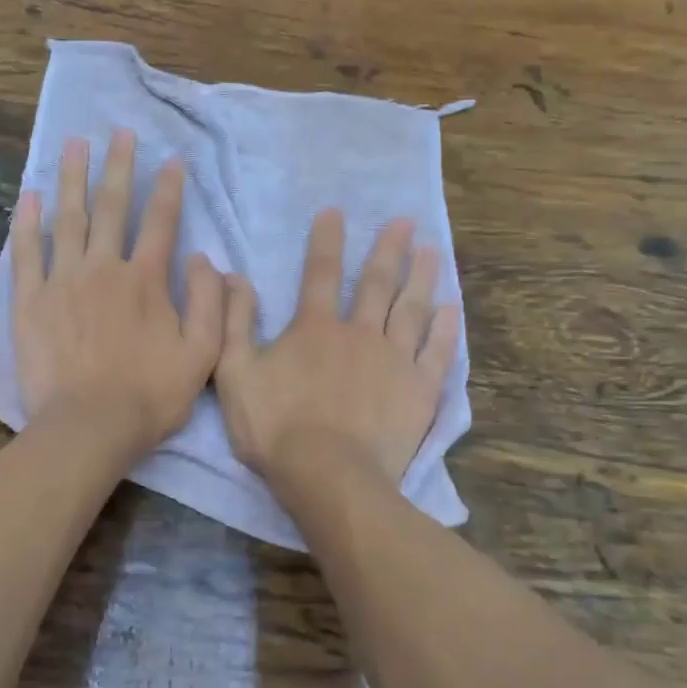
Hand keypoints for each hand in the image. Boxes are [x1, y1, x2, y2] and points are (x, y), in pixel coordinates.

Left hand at [12, 130, 224, 463]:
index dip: (169, 189)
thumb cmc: (150, 395)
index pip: (161, 222)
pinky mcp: (30, 302)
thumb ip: (210, 303)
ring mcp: (63, 282)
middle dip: (118, 167)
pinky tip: (31, 196)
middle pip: (112, 208)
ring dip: (73, 178)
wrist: (89, 427)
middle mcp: (104, 269)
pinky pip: (27, 253)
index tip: (171, 160)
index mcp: (147, 280)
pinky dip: (28, 223)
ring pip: (68, 219)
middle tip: (119, 132)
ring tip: (75, 144)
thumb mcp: (202, 354)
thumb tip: (204, 258)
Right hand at [216, 210, 459, 485]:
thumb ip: (234, 322)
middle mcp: (360, 332)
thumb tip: (234, 276)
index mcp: (315, 327)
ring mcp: (395, 360)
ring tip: (432, 250)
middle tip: (405, 221)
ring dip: (422, 277)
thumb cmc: (276, 427)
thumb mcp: (235, 373)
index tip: (336, 212)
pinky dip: (446, 328)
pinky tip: (452, 308)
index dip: (327, 240)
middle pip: (377, 282)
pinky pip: (437, 351)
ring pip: (412, 309)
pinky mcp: (419, 389)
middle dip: (389, 249)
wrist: (328, 475)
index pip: (321, 273)